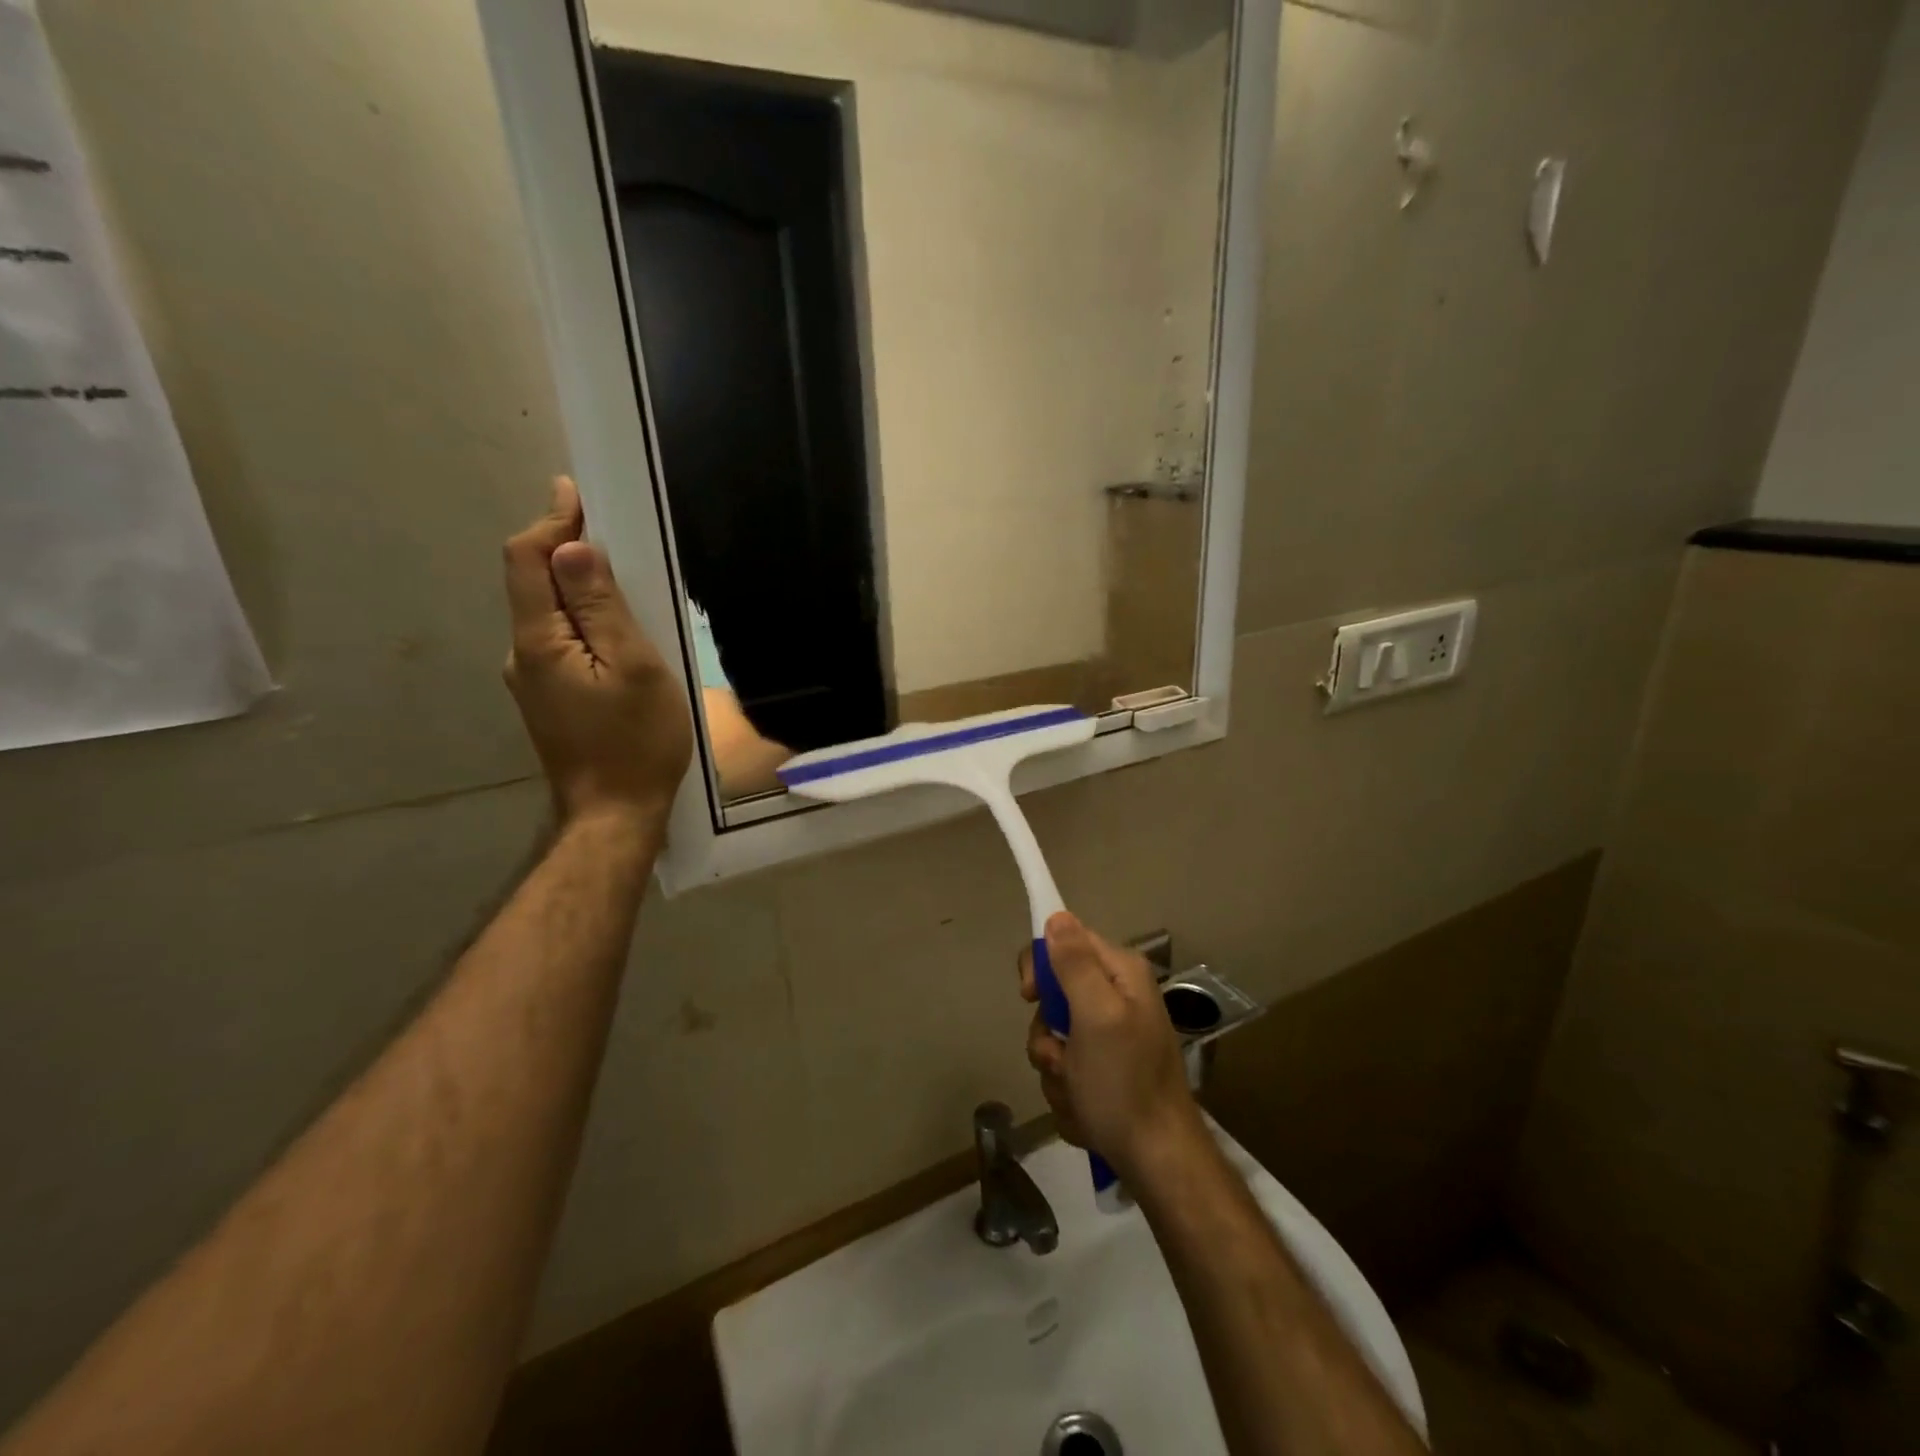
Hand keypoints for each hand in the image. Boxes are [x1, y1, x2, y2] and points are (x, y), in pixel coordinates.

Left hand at [503, 477, 692, 830]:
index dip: (550, 520)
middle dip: (564, 549)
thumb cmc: (636, 740)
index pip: (528, 560)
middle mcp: (521, 655)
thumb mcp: (633, 666)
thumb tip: (572, 546)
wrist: (615, 814)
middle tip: (610, 529)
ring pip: (549, 616)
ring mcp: (532, 681)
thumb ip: (601, 606)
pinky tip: (614, 632)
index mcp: (538, 641)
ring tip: (622, 578)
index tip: (575, 491)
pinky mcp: (548, 700)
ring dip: (576, 588)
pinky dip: (581, 622)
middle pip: (534, 585)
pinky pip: (560, 644)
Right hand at [1018, 912, 1204, 1180]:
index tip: (1029, 996)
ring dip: (1055, 1069)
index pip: (1065, 940)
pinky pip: (1065, 1068)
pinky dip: (1067, 1091)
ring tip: (1078, 1093)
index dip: (1040, 966)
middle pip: (1054, 994)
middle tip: (1060, 1058)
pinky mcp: (1104, 1070)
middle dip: (1048, 1034)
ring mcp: (1110, 1036)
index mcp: (1120, 973)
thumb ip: (1075, 964)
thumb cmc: (1125, 1083)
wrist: (1158, 1161)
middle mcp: (1117, 997)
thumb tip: (1056, 915)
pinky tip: (1086, 1110)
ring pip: (1054, 1037)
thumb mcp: (1096, 1016)